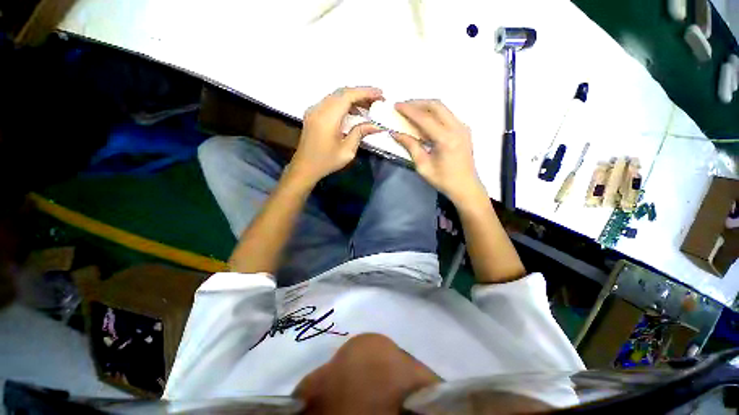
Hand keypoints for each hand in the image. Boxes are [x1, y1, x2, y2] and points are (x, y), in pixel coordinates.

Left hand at [289, 87, 384, 184]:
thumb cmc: (326, 162)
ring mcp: (314, 110)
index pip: (348, 96)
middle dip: (361, 94)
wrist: (305, 167)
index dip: (365, 92)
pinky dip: (344, 103)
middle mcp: (319, 109)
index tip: (380, 94)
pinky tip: (353, 112)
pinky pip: (330, 102)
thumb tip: (376, 125)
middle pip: (342, 92)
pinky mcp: (313, 114)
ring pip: (336, 96)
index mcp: (327, 118)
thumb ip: (360, 133)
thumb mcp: (347, 151)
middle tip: (377, 100)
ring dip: (353, 98)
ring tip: (368, 107)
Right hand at [392, 100, 485, 204]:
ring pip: (443, 108)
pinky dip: (435, 114)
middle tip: (404, 106)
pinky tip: (425, 121)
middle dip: (418, 103)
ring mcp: (463, 127)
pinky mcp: (464, 130)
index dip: (409, 110)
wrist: (466, 186)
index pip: (424, 118)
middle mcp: (457, 128)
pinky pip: (447, 115)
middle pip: (436, 105)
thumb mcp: (423, 165)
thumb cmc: (443, 180)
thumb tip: (396, 133)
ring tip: (412, 111)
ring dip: (426, 107)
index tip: (396, 105)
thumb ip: (411, 146)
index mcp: (446, 139)